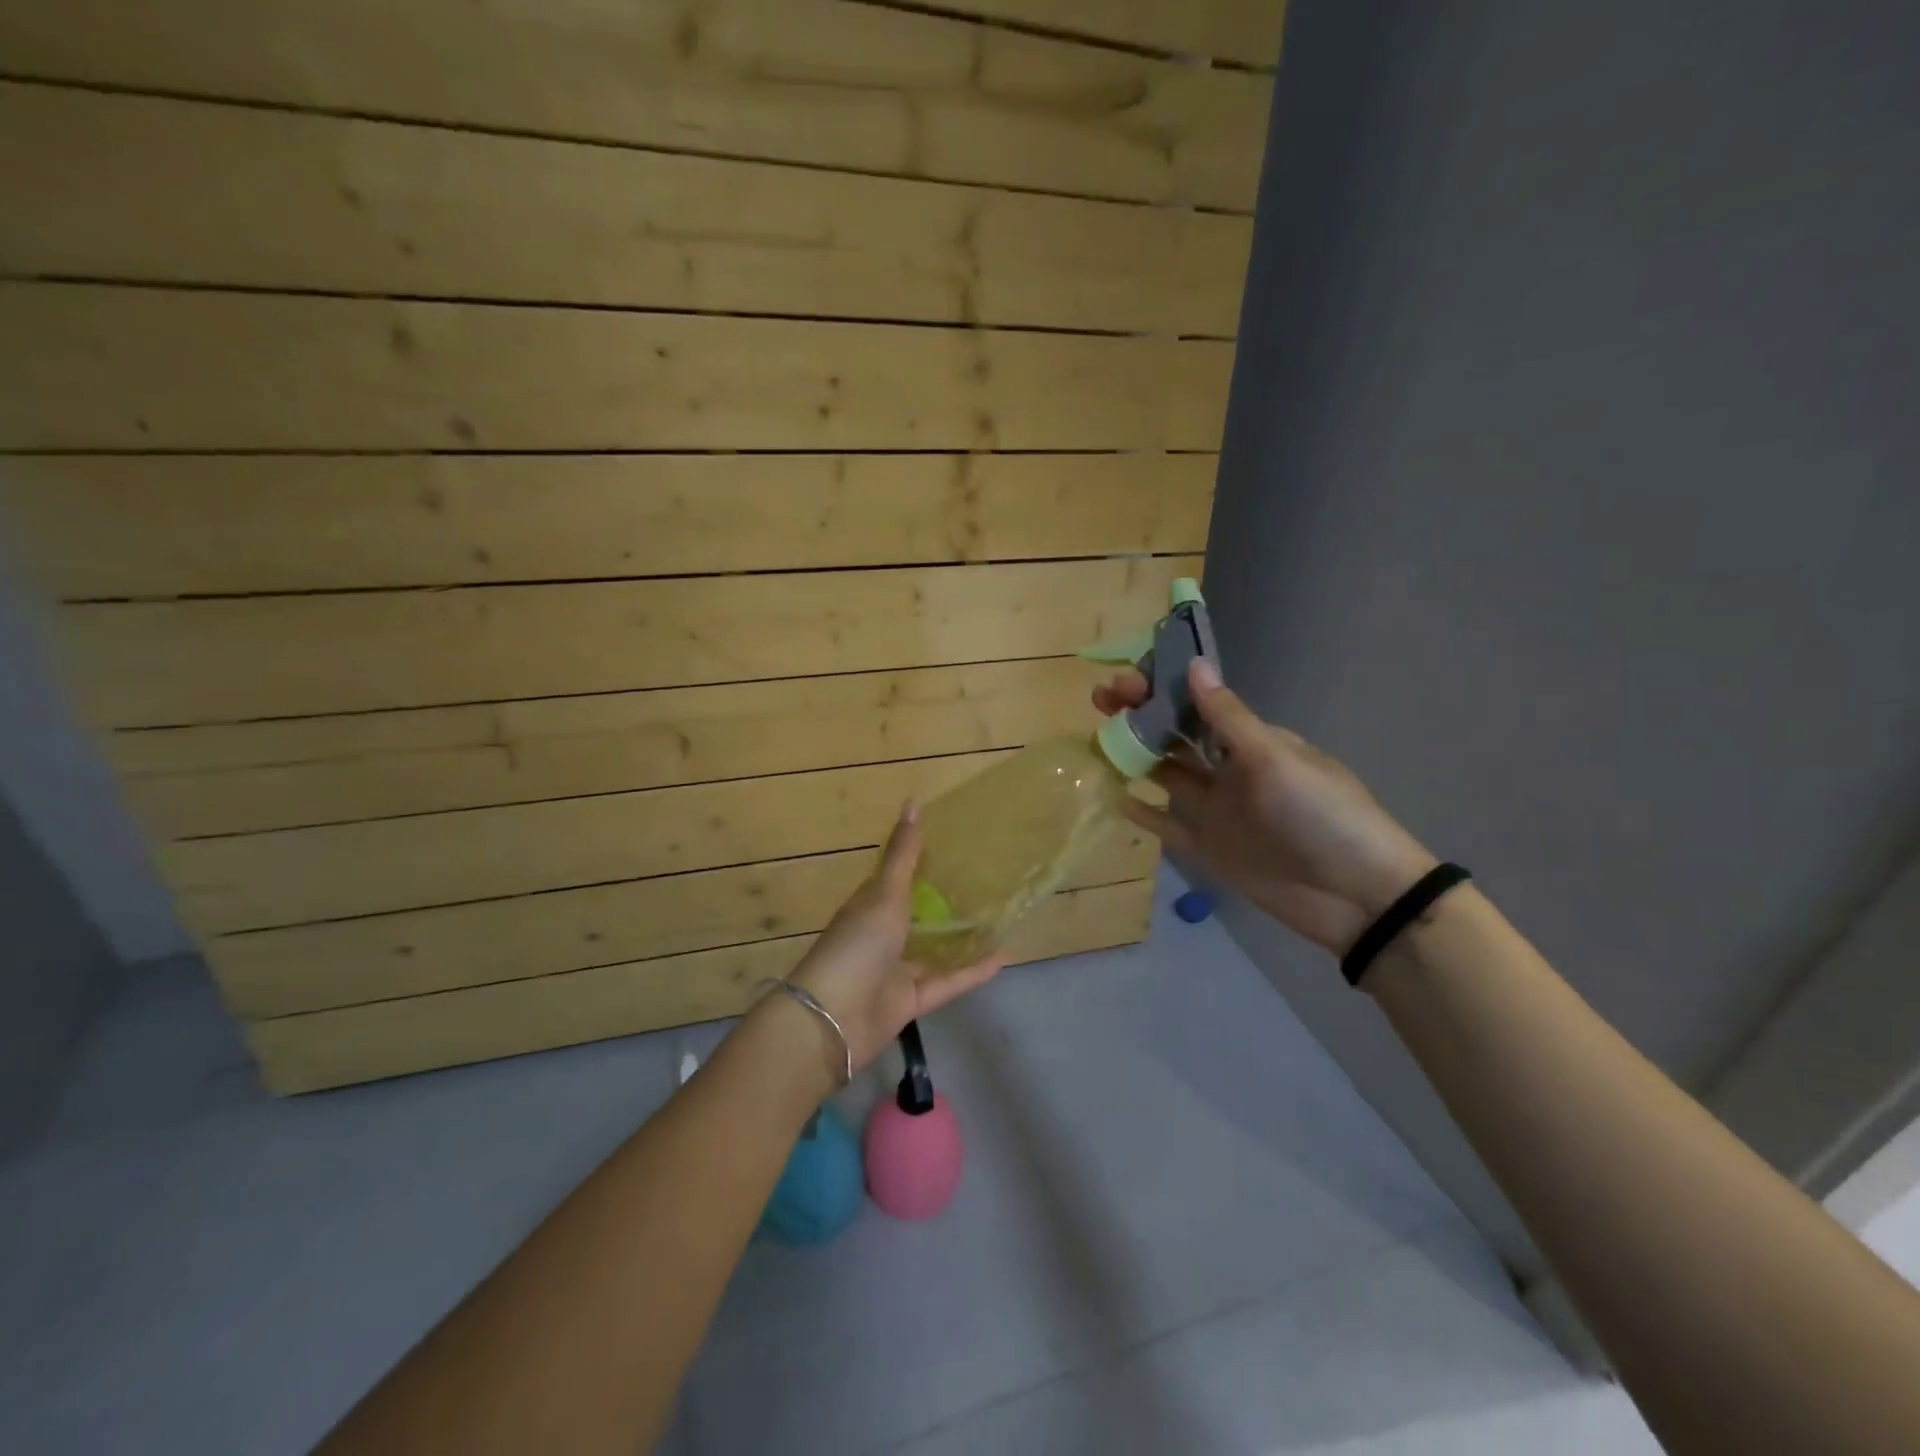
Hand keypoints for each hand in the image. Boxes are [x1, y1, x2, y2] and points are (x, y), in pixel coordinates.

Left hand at [788, 802, 1005, 1072]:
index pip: (896, 878)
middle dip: (946, 900)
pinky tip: (1004, 956)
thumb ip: (904, 855)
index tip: (955, 844)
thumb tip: (913, 800)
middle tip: (987, 880)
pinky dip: (973, 971)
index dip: (921, 861)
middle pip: (918, 914)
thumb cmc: (857, 944)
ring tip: (1000, 918)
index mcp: (870, 906)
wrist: (834, 1018)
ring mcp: (896, 970)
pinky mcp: (912, 1001)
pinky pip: (948, 981)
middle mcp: (882, 935)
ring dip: (963, 937)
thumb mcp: (884, 894)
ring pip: (935, 950)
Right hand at [1096, 660, 1436, 954]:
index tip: (1127, 678)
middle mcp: (1229, 769)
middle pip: (1175, 735)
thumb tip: (1193, 664)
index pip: (1198, 704)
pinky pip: (1167, 824)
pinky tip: (1113, 797)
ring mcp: (1217, 809)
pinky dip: (1142, 811)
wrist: (1356, 897)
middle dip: (1140, 714)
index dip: (1162, 688)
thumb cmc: (1321, 815)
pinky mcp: (1208, 848)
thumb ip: (1228, 718)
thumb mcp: (1274, 759)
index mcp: (1251, 741)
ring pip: (1165, 774)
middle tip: (1102, 699)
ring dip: (1134, 755)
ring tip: (1096, 738)